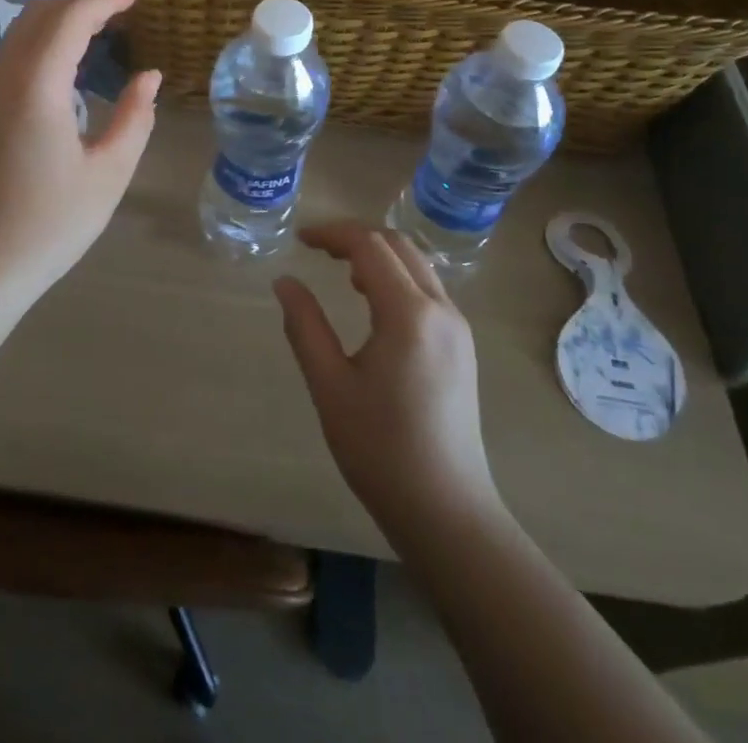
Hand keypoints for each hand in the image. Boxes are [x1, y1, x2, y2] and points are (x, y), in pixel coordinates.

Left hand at [0, 0, 159, 299]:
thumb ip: (135, 117)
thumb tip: (149, 76)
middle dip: (80, 1)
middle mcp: (2, 76)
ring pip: (19, 30)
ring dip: (58, 20)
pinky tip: (64, 64)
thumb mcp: (109, 173)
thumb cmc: (49, 225)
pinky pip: (10, 53)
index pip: (70, 17)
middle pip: (39, 13)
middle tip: (118, 10)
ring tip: (97, 31)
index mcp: (35, 85)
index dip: (104, 0)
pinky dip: (41, 41)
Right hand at [275, 223, 505, 542]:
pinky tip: (373, 302)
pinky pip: (428, 290)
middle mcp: (441, 309)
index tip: (300, 239)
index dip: (332, 234)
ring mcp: (458, 328)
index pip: (370, 246)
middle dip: (356, 237)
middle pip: (398, 245)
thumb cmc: (380, 450)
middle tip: (317, 249)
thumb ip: (304, 326)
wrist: (447, 512)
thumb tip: (284, 281)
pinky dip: (397, 277)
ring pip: (417, 265)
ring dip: (378, 255)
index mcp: (409, 314)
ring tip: (341, 270)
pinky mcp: (462, 347)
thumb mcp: (330, 385)